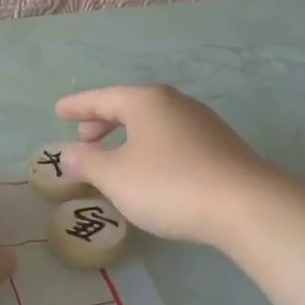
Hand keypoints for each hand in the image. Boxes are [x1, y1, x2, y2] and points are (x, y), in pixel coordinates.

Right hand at [55, 85, 280, 247]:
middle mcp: (176, 104)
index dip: (78, 106)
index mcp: (146, 101)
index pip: (102, 98)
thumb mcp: (115, 176)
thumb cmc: (168, 184)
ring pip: (154, 124)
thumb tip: (68, 154)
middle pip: (131, 107)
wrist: (245, 206)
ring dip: (128, 137)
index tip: (58, 111)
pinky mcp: (221, 148)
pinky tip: (150, 172)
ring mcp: (203, 124)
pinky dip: (151, 149)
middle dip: (104, 121)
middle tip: (84, 137)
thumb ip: (87, 162)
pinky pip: (173, 140)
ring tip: (114, 157)